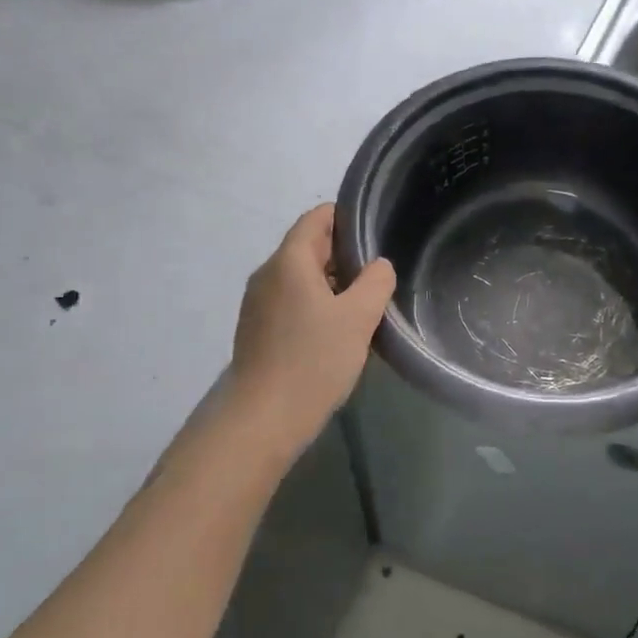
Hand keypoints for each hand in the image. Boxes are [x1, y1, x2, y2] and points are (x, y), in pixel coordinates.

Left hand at [225, 204, 395, 457]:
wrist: (264, 419)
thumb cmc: (313, 360)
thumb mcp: (358, 318)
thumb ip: (375, 282)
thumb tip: (378, 266)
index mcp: (288, 261)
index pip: (317, 218)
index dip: (347, 218)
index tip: (377, 233)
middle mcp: (267, 274)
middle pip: (308, 247)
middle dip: (344, 254)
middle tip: (380, 273)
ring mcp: (258, 304)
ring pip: (301, 278)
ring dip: (332, 283)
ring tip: (364, 302)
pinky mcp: (257, 330)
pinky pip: (291, 302)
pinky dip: (316, 304)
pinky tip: (337, 330)